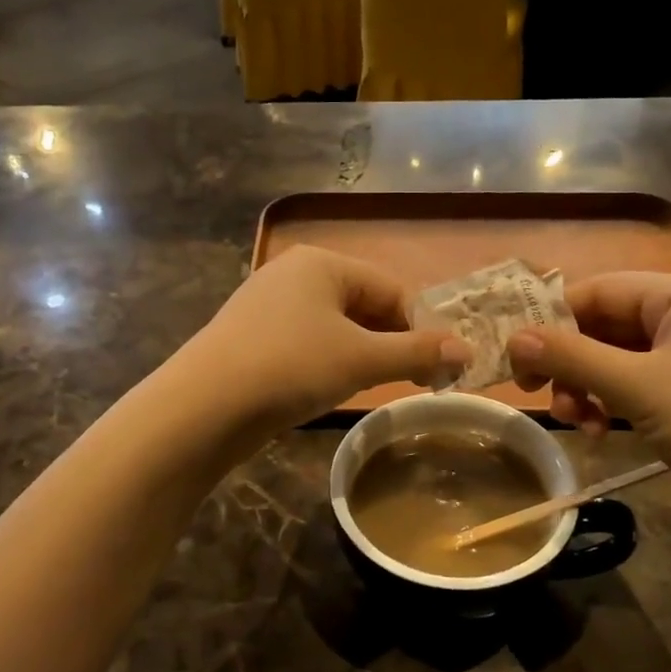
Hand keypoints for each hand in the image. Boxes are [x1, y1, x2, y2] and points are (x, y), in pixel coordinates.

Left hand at [176, 246, 468, 435]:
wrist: (203, 408)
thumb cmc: (291, 367)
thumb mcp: (361, 358)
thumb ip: (416, 352)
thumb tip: (467, 350)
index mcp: (322, 263)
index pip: (391, 289)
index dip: (421, 326)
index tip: (441, 365)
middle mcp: (293, 274)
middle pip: (363, 305)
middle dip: (392, 341)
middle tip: (416, 380)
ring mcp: (267, 305)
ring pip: (334, 326)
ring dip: (363, 354)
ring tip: (378, 386)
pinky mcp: (251, 337)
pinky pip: (306, 342)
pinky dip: (329, 361)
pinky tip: (332, 387)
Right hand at [508, 273, 670, 517]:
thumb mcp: (637, 387)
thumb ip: (571, 357)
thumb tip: (514, 338)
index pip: (598, 290)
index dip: (550, 321)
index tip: (517, 361)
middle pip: (607, 324)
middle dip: (572, 364)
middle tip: (545, 399)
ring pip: (621, 356)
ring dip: (590, 387)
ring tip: (580, 424)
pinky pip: (643, 380)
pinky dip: (616, 400)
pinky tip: (603, 431)